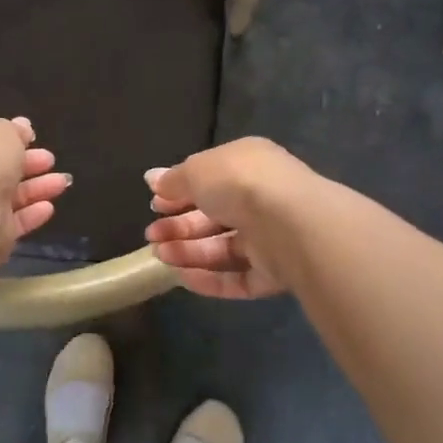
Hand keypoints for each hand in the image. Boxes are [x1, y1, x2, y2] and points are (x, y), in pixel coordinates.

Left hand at [0, 117, 71, 263]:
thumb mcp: (2, 130)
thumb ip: (14, 130)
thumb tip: (22, 127)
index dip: (6, 137)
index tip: (31, 137)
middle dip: (27, 162)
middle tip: (50, 159)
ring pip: (7, 195)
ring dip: (37, 188)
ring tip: (62, 181)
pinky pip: (11, 220)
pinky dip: (30, 214)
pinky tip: (49, 207)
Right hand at [144, 138, 317, 298]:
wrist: (291, 224)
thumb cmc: (239, 184)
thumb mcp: (197, 171)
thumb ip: (174, 179)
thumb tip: (152, 179)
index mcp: (247, 164)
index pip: (209, 179)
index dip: (179, 192)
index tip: (154, 205)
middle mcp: (262, 197)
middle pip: (213, 215)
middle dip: (179, 226)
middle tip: (152, 236)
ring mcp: (271, 237)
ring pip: (224, 247)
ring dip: (189, 252)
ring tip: (160, 256)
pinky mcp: (277, 272)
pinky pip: (239, 277)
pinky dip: (211, 278)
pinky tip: (182, 278)